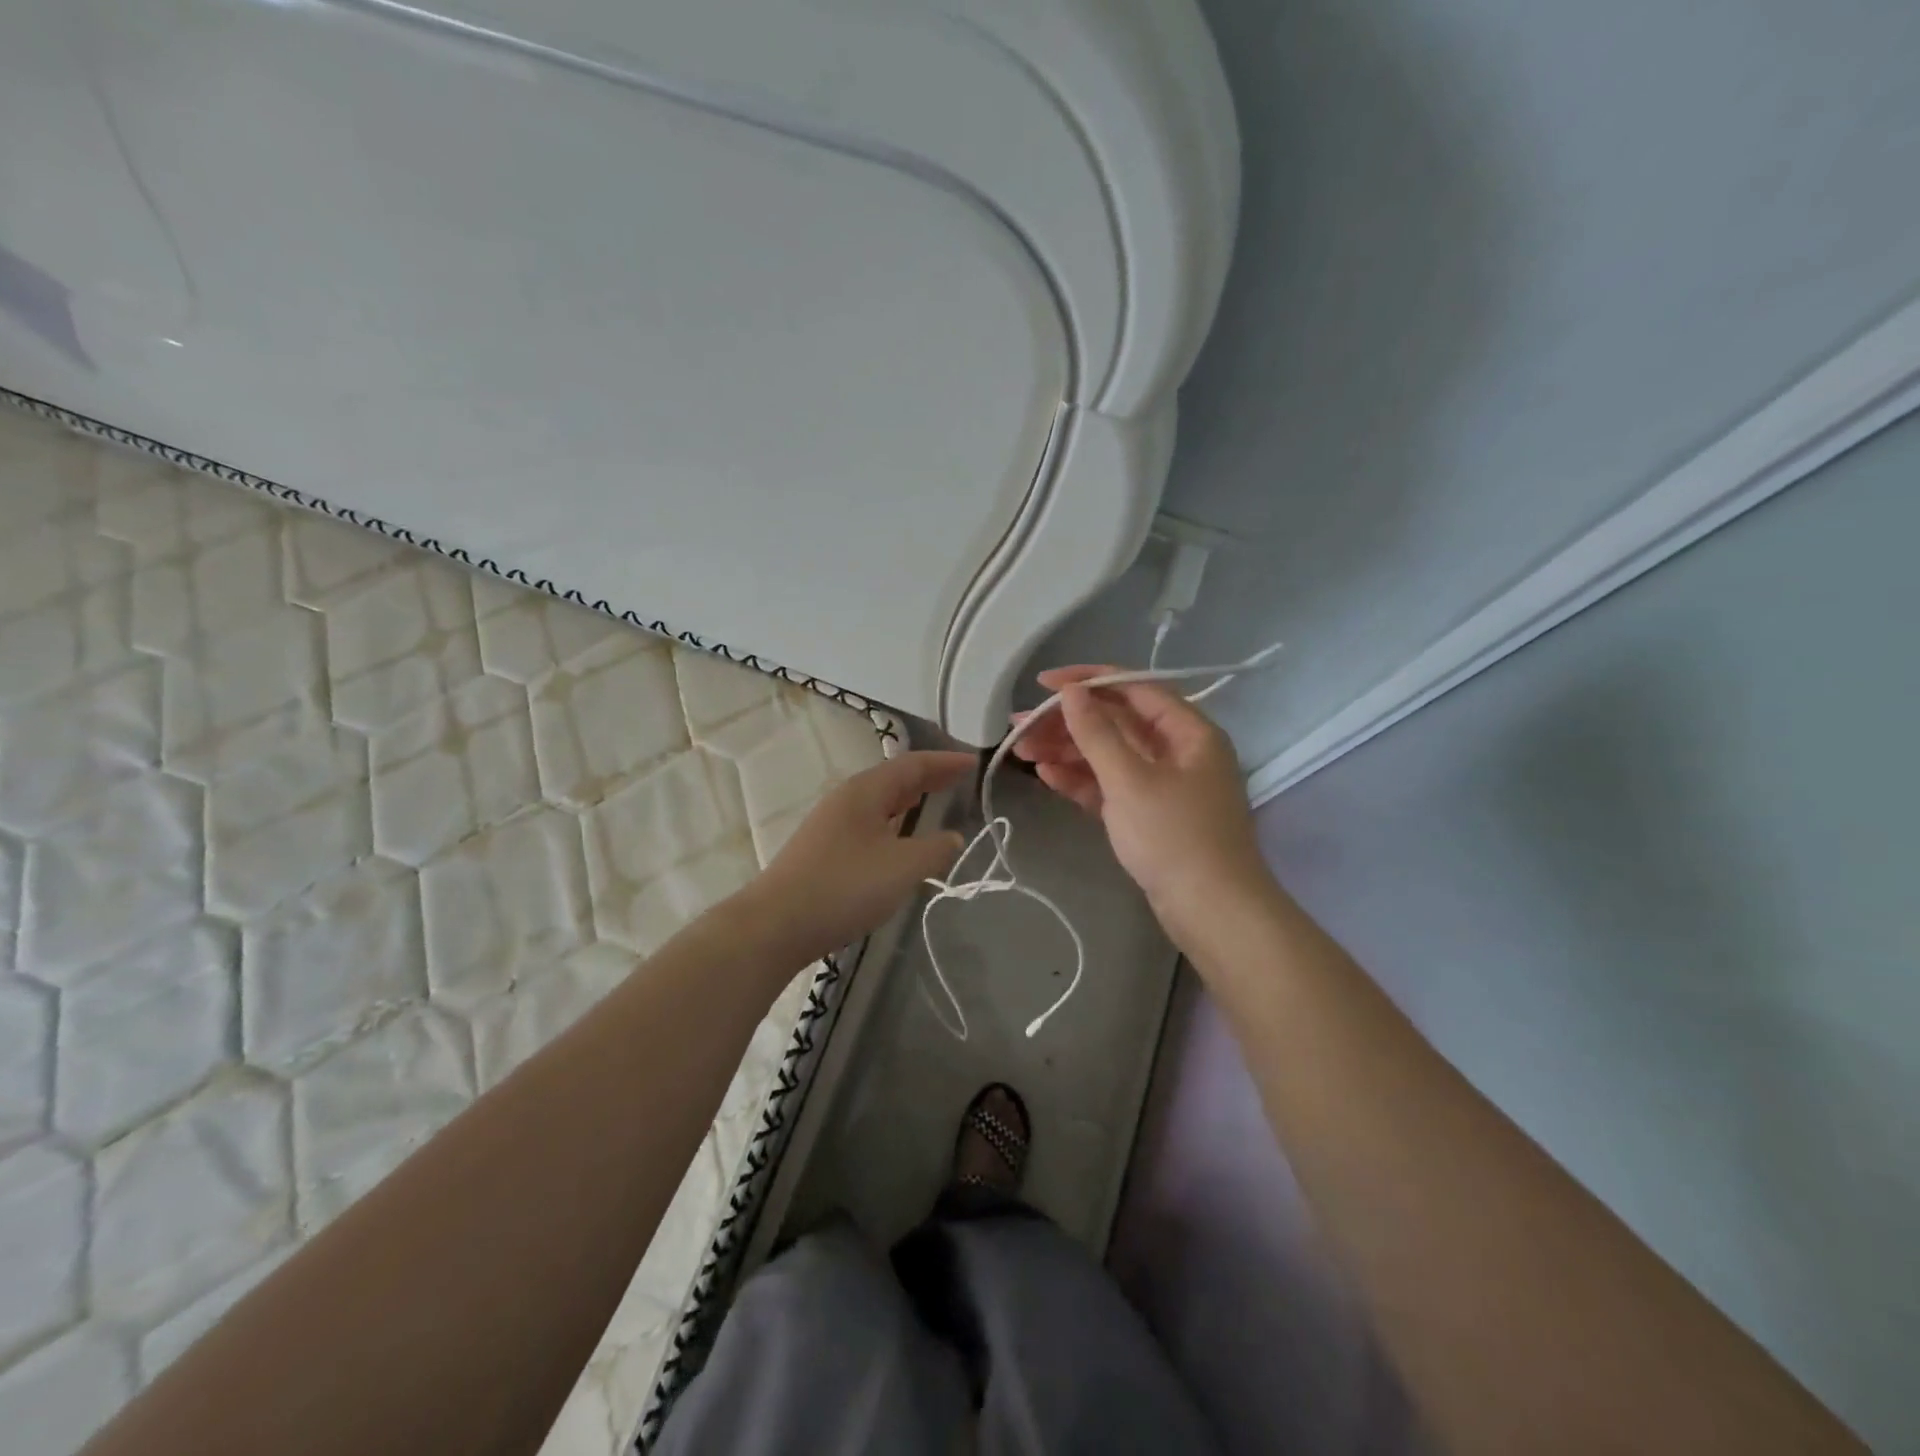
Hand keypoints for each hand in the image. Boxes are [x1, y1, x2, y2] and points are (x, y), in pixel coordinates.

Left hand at [748, 750, 970, 962]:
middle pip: (894, 779)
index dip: (944, 762)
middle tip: (959, 779)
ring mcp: (831, 824)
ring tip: (932, 801)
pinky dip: (893, 822)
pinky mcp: (823, 850)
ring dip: (909, 799)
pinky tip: (898, 840)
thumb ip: (936, 849)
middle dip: (928, 777)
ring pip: (879, 802)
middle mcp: (846, 799)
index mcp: (865, 791)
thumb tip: (953, 837)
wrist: (776, 925)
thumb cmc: (845, 887)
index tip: (972, 762)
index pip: (912, 765)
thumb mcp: (903, 867)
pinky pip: (869, 823)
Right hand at [1012, 667, 1271, 941]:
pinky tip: (1046, 776)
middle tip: (1019, 727)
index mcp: (1188, 732)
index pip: (1134, 689)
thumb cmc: (1175, 837)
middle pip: (1116, 724)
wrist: (1212, 912)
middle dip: (1067, 723)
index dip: (1087, 681)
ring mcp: (1162, 785)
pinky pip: (1110, 787)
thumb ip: (1097, 733)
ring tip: (1021, 752)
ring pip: (1109, 756)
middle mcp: (1178, 751)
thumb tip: (1071, 692)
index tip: (1042, 685)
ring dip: (1067, 752)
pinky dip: (1081, 780)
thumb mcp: (1130, 780)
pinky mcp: (1148, 815)